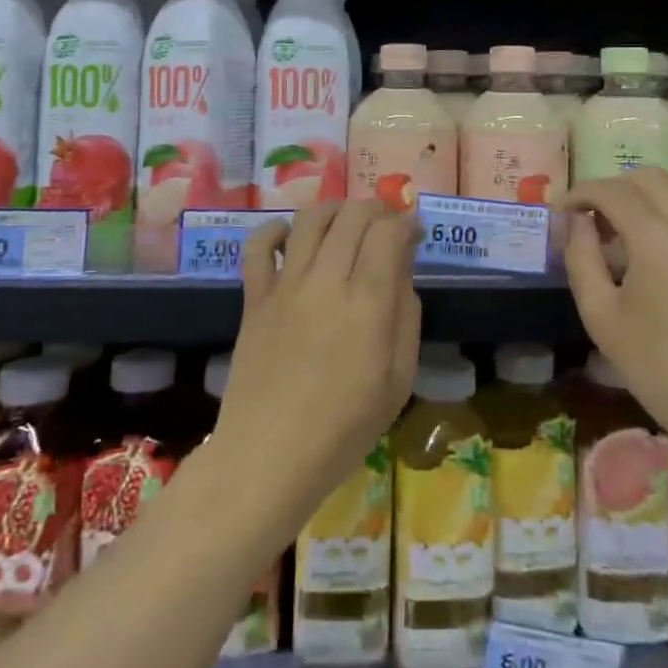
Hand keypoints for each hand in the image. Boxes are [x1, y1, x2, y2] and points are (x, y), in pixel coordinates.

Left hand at [215, 201, 420, 521]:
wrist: (269, 457)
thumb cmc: (344, 428)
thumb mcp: (398, 380)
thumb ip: (406, 317)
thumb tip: (400, 272)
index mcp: (367, 302)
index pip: (388, 232)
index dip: (405, 221)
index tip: (413, 229)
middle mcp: (326, 280)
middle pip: (352, 216)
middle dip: (376, 209)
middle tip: (386, 224)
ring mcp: (285, 286)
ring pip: (310, 220)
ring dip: (334, 209)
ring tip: (346, 220)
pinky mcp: (254, 297)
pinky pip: (259, 246)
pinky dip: (275, 230)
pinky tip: (291, 237)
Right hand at [563, 170, 667, 450]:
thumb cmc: (662, 371)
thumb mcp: (602, 318)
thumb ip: (581, 259)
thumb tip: (576, 222)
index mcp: (657, 239)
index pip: (611, 191)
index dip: (580, 193)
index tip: (561, 210)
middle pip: (647, 177)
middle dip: (612, 189)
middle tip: (592, 220)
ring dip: (648, 189)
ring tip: (630, 222)